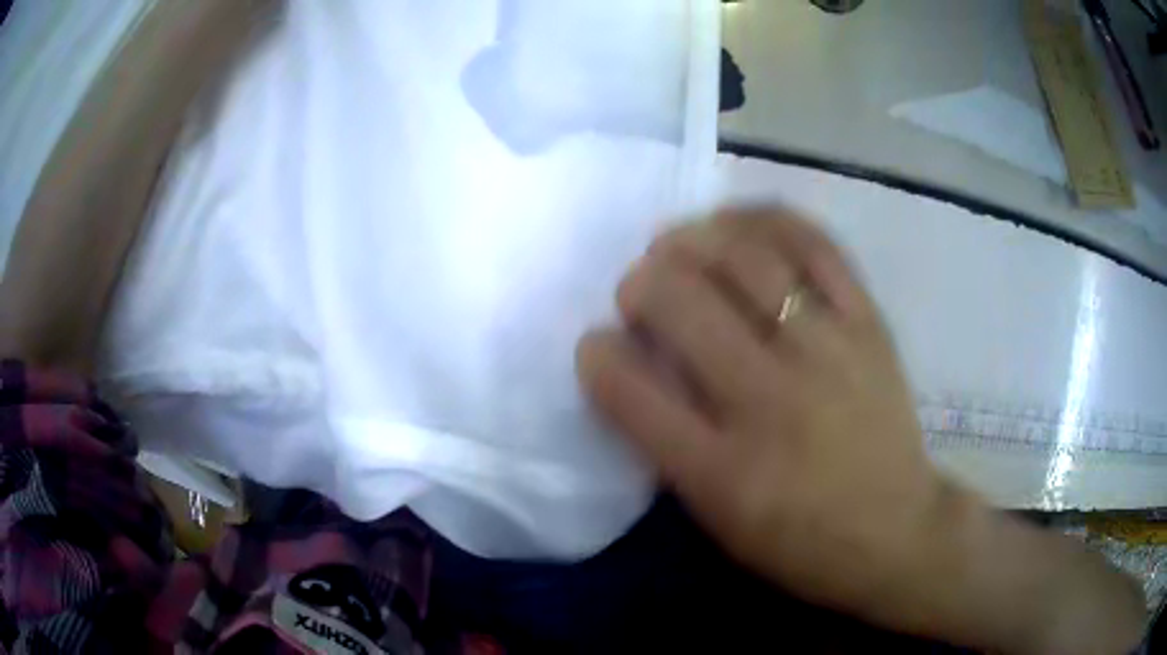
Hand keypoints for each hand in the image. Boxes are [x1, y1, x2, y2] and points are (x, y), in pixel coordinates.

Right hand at [576, 208, 1143, 652]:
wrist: (909, 539)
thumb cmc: (814, 548)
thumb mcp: (726, 525)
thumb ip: (674, 447)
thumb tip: (631, 377)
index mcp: (734, 467)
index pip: (638, 389)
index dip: (604, 356)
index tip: (590, 340)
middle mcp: (779, 396)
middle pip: (692, 306)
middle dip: (646, 282)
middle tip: (634, 278)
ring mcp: (835, 346)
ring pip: (753, 255)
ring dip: (702, 237)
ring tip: (680, 237)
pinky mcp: (872, 319)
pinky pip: (816, 241)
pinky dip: (773, 216)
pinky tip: (749, 215)